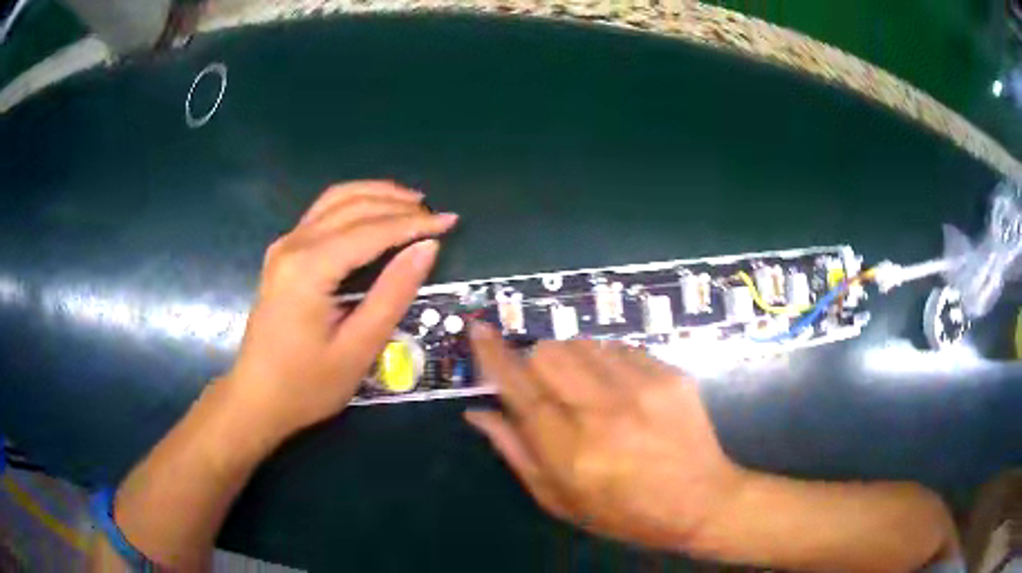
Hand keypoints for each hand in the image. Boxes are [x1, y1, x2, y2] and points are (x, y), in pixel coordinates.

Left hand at [223, 180, 457, 440]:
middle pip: (353, 206)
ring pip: (335, 200)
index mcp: (309, 268)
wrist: (257, 398)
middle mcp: (293, 245)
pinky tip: (374, 213)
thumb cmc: (306, 385)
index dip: (414, 223)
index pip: (371, 230)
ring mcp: (284, 246)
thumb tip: (427, 249)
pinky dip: (354, 205)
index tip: (451, 222)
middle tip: (437, 215)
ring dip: (376, 195)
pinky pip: (322, 213)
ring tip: (412, 203)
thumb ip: (393, 294)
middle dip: (398, 204)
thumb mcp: (357, 349)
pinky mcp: (283, 254)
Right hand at [465, 323, 745, 551]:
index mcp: (571, 451)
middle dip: (536, 363)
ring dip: (572, 361)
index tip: (478, 330)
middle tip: (548, 388)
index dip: (493, 355)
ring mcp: (642, 387)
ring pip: (582, 343)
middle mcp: (604, 412)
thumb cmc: (624, 512)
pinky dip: (607, 362)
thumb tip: (478, 411)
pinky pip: (619, 347)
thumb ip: (515, 452)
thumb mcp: (560, 499)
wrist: (701, 501)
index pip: (519, 388)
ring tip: (588, 391)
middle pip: (549, 353)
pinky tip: (622, 390)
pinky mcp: (670, 374)